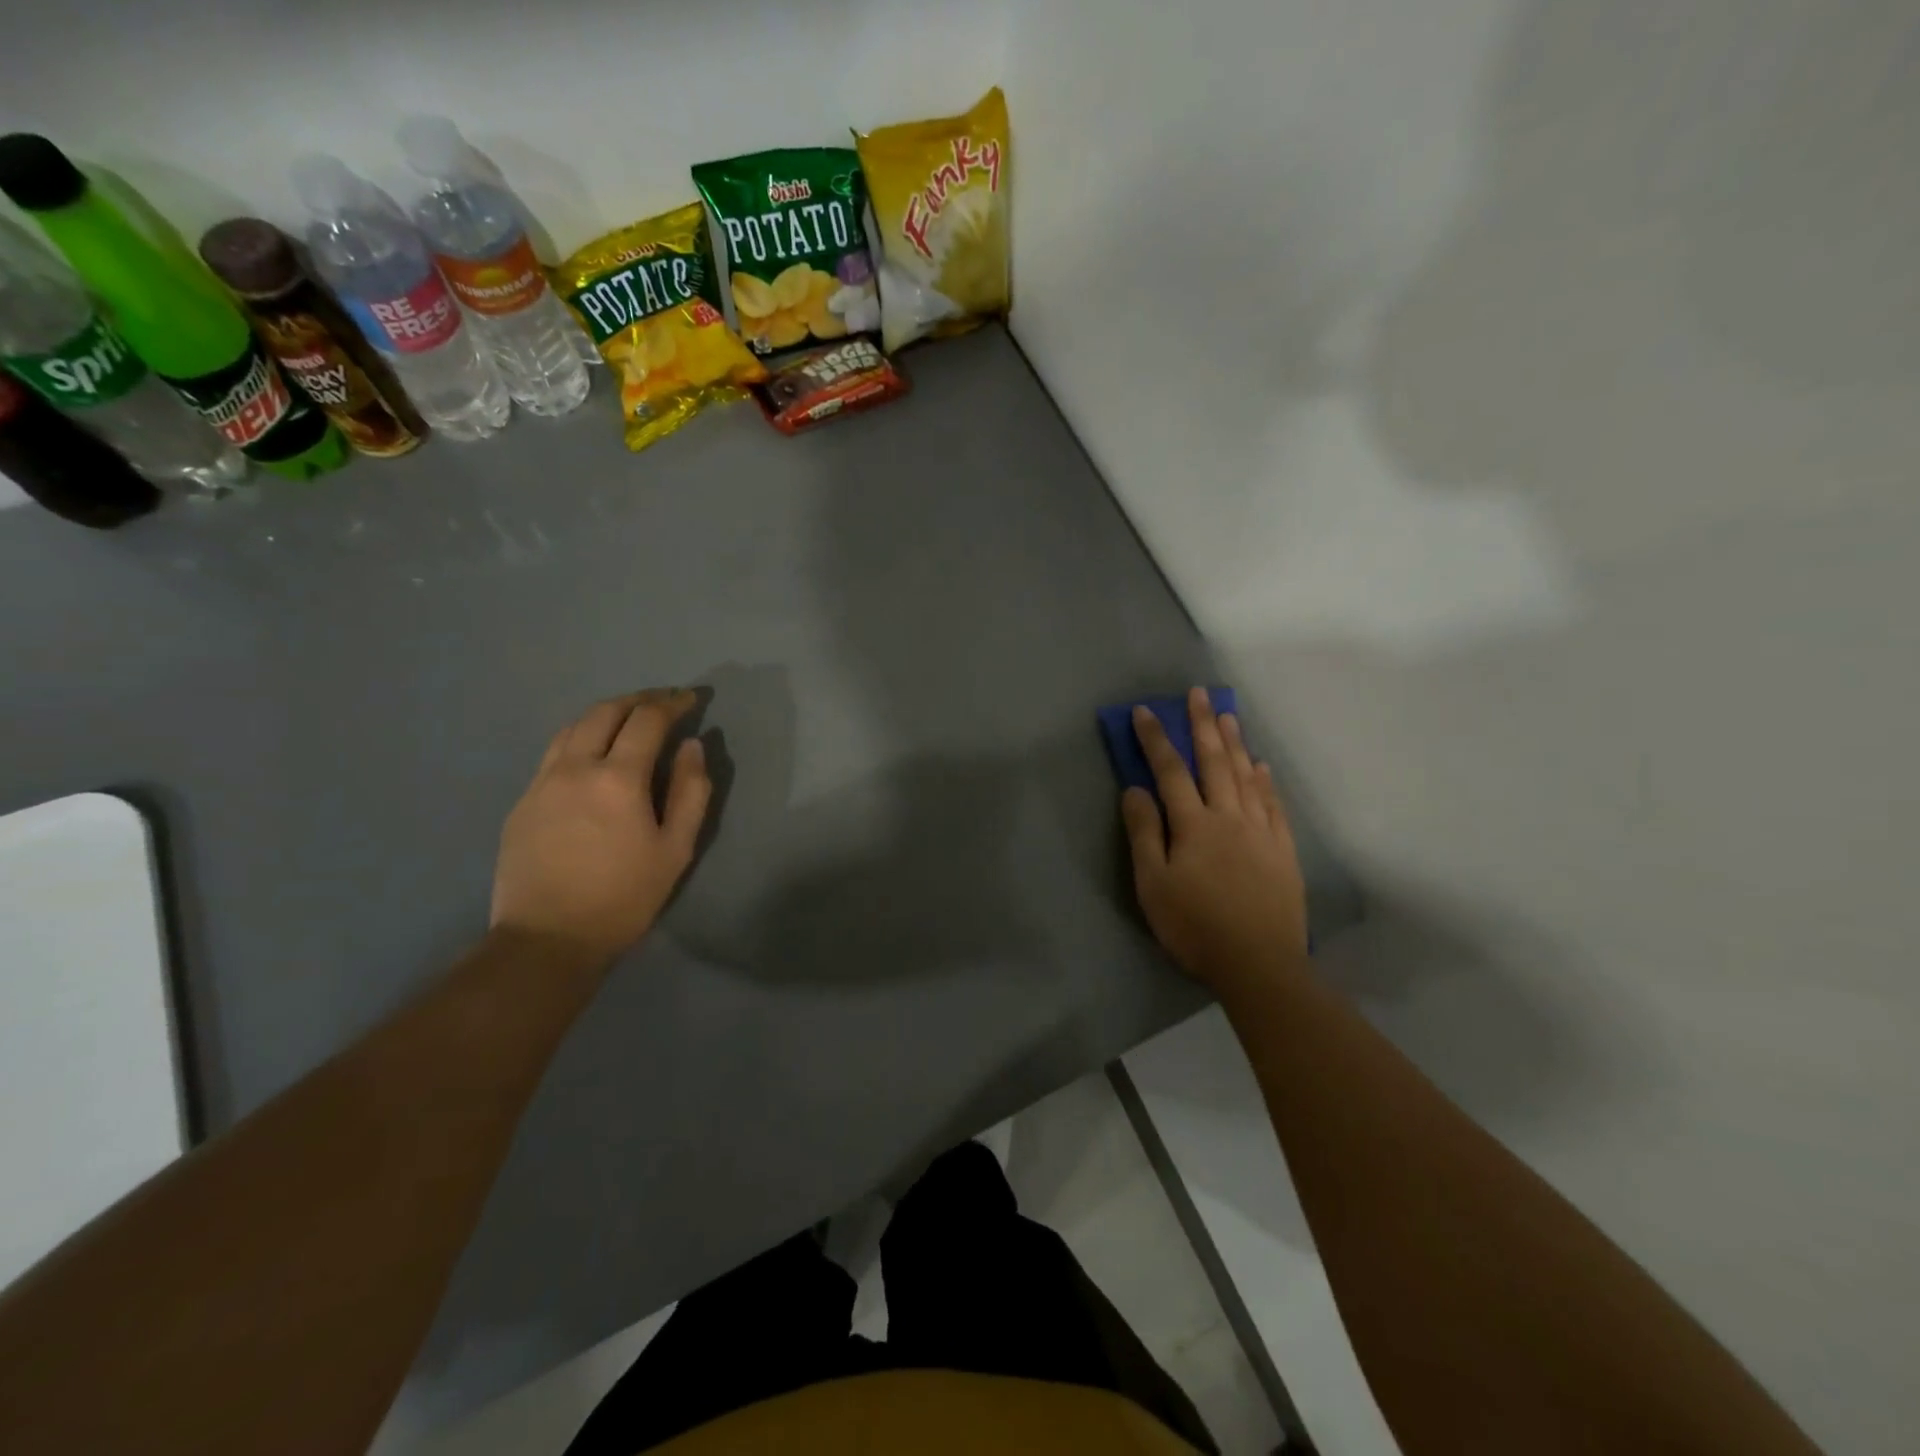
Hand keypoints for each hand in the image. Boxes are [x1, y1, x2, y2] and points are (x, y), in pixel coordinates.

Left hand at [491, 689, 711, 968]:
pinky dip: (580, 739)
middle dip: (638, 700)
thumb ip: (690, 791)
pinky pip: (553, 754)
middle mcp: (574, 768)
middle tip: (662, 702)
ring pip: (572, 727)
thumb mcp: (676, 849)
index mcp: (617, 778)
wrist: (548, 940)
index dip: (672, 704)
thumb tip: (692, 747)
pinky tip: (592, 756)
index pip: (647, 720)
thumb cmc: (624, 897)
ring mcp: (541, 783)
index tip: (691, 699)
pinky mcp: (522, 802)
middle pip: (604, 712)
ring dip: (605, 714)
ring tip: (628, 719)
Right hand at [1121, 687, 1308, 995]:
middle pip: (1214, 762)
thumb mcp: (1153, 883)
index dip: (1156, 738)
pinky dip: (1266, 781)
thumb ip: (1145, 832)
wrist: (1259, 963)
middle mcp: (1229, 816)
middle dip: (1203, 725)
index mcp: (1194, 824)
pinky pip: (1274, 804)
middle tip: (1199, 693)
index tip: (1146, 711)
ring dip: (1235, 743)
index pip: (1170, 771)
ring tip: (1229, 715)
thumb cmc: (1195, 925)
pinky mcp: (1283, 850)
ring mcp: (1261, 831)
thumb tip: (1135, 788)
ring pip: (1247, 776)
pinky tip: (1262, 766)